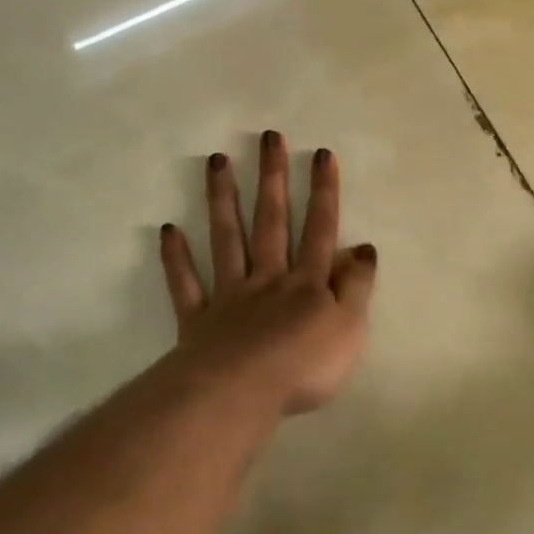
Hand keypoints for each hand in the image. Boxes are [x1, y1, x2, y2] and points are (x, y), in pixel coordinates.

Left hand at [158, 131, 376, 415]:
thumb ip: (357, 286)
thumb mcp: (350, 328)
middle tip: (268, 138)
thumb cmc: (304, 365)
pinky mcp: (199, 320)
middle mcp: (269, 278)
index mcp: (307, 283)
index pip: (320, 229)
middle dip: (273, 179)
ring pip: (227, 240)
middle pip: (272, 221)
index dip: (324, 192)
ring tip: (217, 161)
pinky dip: (177, 258)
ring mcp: (231, 295)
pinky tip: (169, 230)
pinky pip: (187, 284)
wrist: (241, 394)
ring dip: (223, 200)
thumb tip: (364, 247)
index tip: (321, 154)